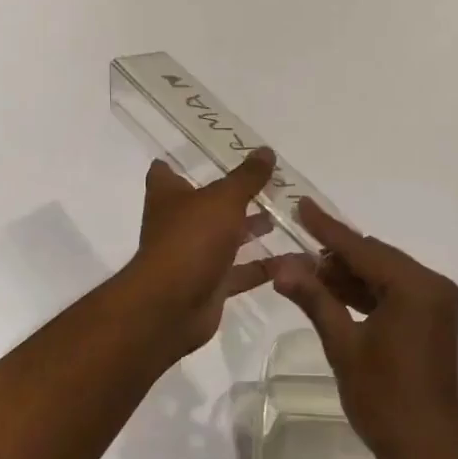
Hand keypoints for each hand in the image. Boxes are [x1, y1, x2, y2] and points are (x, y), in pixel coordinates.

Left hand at [123, 150, 290, 359]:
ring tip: (282, 215)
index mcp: (168, 196)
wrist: (172, 307)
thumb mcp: (224, 199)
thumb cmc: (191, 239)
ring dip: (250, 228)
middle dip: (232, 195)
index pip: (165, 172)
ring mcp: (193, 256)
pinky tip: (291, 258)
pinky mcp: (210, 285)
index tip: (209, 152)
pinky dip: (263, 266)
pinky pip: (240, 272)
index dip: (181, 162)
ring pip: (225, 237)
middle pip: (205, 204)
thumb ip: (247, 177)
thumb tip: (266, 151)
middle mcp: (177, 223)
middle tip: (266, 182)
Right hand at [270, 200, 457, 458]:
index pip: (362, 248)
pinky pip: (394, 292)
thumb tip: (280, 266)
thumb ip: (315, 299)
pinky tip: (334, 293)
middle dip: (334, 255)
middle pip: (374, 257)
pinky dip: (366, 292)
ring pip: (383, 274)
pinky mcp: (433, 318)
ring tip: (306, 273)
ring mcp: (436, 302)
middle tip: (294, 253)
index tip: (301, 205)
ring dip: (348, 275)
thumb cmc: (385, 401)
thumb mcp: (344, 347)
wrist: (431, 453)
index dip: (327, 228)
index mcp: (415, 286)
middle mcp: (432, 284)